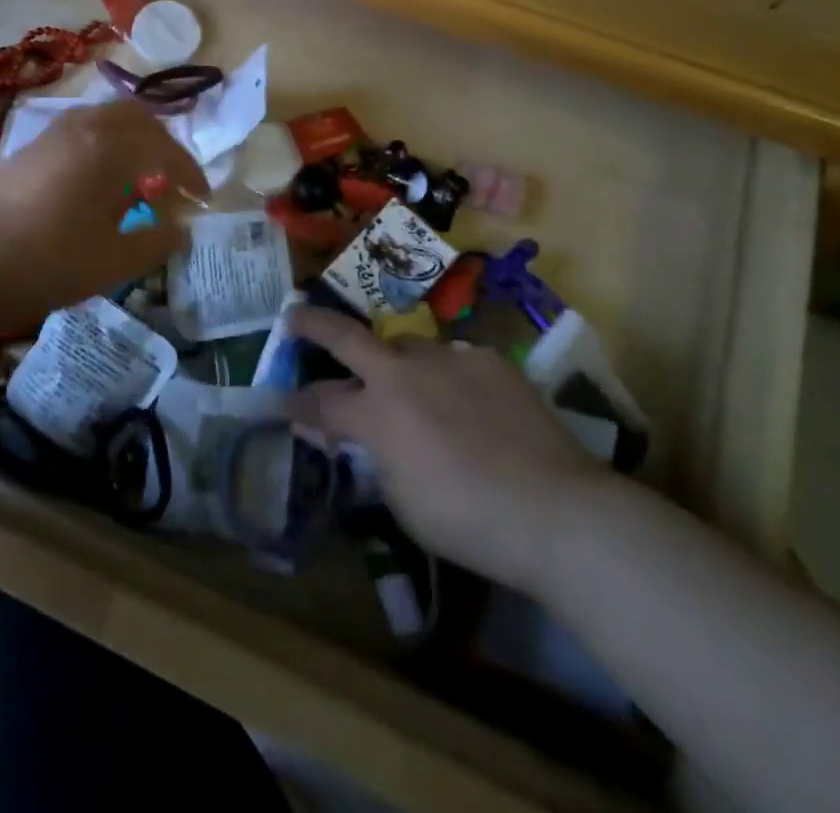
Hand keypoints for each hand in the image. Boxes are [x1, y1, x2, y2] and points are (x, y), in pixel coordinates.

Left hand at [0, 100, 209, 331]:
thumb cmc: (51, 261)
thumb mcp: (117, 259)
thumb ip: (159, 240)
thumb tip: (179, 227)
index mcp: (108, 145)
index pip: (165, 149)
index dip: (190, 173)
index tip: (202, 198)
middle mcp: (82, 126)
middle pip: (136, 118)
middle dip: (162, 145)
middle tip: (172, 179)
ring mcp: (51, 133)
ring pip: (105, 120)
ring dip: (132, 141)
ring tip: (138, 178)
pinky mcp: (30, 148)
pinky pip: (81, 131)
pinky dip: (103, 146)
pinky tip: (98, 182)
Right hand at [290, 307, 609, 590]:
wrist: (556, 511)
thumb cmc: (468, 521)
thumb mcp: (402, 502)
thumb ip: (374, 459)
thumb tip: (361, 439)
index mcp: (376, 413)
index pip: (319, 402)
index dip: (296, 404)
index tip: (282, 403)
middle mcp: (404, 373)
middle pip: (345, 335)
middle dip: (312, 324)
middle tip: (294, 317)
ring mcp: (448, 358)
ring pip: (406, 347)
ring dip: (395, 364)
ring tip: (410, 389)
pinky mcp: (488, 359)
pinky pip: (453, 361)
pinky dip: (447, 379)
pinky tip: (465, 403)